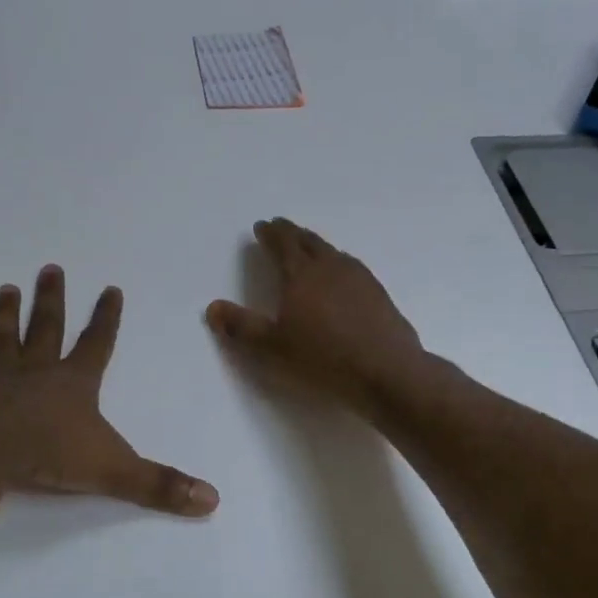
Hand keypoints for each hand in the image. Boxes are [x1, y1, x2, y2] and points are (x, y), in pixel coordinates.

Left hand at [0, 267, 218, 517]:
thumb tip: (213, 501)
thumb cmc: (50, 455)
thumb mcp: (115, 472)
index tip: (110, 289)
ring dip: (5, 315)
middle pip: (46, 328)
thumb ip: (161, 486)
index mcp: (74, 384)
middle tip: (50, 269)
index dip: (106, 317)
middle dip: (51, 300)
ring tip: (7, 290)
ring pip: (2, 340)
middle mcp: (36, 373)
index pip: (98, 343)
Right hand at [206, 219, 425, 413]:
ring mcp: (359, 278)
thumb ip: (241, 326)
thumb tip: (212, 307)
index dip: (270, 233)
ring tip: (308, 247)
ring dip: (316, 245)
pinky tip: (341, 275)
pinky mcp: (378, 293)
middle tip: (281, 228)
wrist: (386, 370)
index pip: (283, 244)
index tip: (262, 226)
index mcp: (301, 275)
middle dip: (292, 233)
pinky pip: (351, 267)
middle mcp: (330, 267)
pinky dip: (337, 262)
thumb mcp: (273, 347)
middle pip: (309, 241)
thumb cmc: (323, 358)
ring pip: (332, 252)